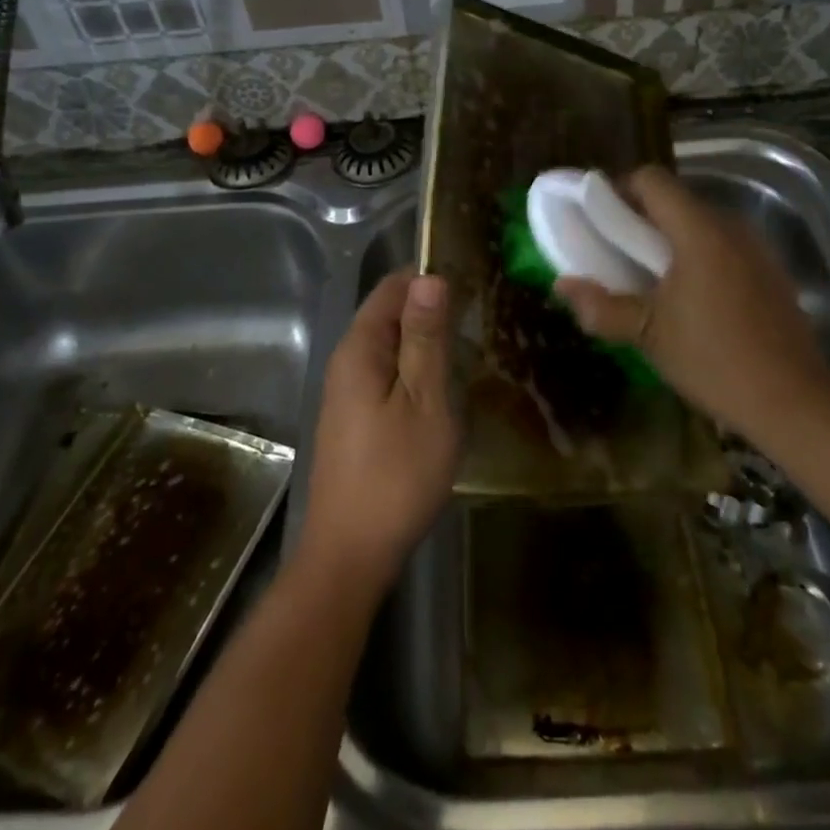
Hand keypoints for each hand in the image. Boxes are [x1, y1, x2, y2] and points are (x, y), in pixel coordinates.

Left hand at [297, 269, 458, 596]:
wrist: (351, 553)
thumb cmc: (396, 474)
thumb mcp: (424, 401)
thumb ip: (425, 338)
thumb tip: (430, 276)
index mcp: (360, 348)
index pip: (393, 287)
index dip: (431, 278)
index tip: (473, 284)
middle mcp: (347, 360)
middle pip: (390, 313)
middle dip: (432, 309)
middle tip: (481, 319)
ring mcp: (348, 391)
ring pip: (391, 345)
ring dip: (426, 341)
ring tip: (471, 348)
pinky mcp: (355, 417)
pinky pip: (388, 373)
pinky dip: (416, 369)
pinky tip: (444, 386)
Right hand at [553, 166, 829, 440]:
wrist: (794, 401)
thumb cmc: (714, 360)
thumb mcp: (648, 335)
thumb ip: (602, 306)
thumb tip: (562, 286)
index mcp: (699, 231)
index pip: (652, 180)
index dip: (618, 190)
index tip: (597, 220)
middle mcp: (730, 226)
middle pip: (675, 199)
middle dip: (639, 217)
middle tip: (613, 251)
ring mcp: (755, 247)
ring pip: (699, 222)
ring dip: (668, 237)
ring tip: (646, 275)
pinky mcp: (769, 270)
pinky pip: (722, 244)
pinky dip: (696, 254)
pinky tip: (686, 295)